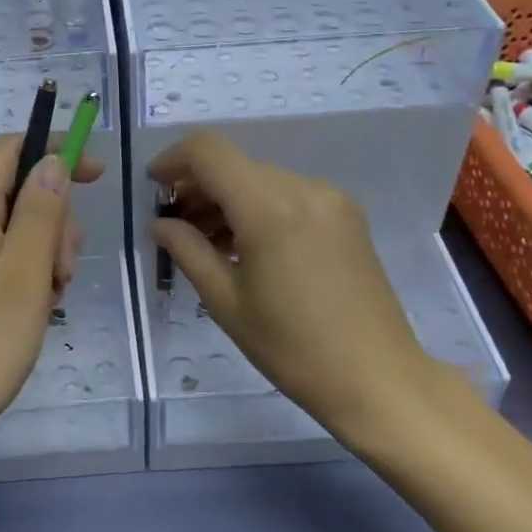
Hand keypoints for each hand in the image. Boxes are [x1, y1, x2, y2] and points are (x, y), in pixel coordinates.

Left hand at [0, 135, 104, 477]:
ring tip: (47, 302)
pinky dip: (23, 275)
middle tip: (64, 272)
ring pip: (9, 229)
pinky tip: (30, 313)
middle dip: (53, 218)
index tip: (95, 174)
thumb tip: (51, 160)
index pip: (7, 150)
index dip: (52, 149)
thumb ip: (40, 214)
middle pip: (13, 192)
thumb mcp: (22, 279)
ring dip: (42, 253)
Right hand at [149, 131, 433, 442]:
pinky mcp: (346, 215)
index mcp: (269, 207)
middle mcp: (303, 188)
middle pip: (235, 165)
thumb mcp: (226, 302)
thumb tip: (162, 223)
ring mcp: (330, 199)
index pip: (208, 152)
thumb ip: (188, 251)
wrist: (378, 379)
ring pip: (261, 179)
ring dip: (228, 199)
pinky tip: (247, 245)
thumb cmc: (293, 348)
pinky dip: (258, 207)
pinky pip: (288, 194)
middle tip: (175, 226)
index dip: (173, 160)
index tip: (153, 188)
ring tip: (207, 241)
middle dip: (198, 187)